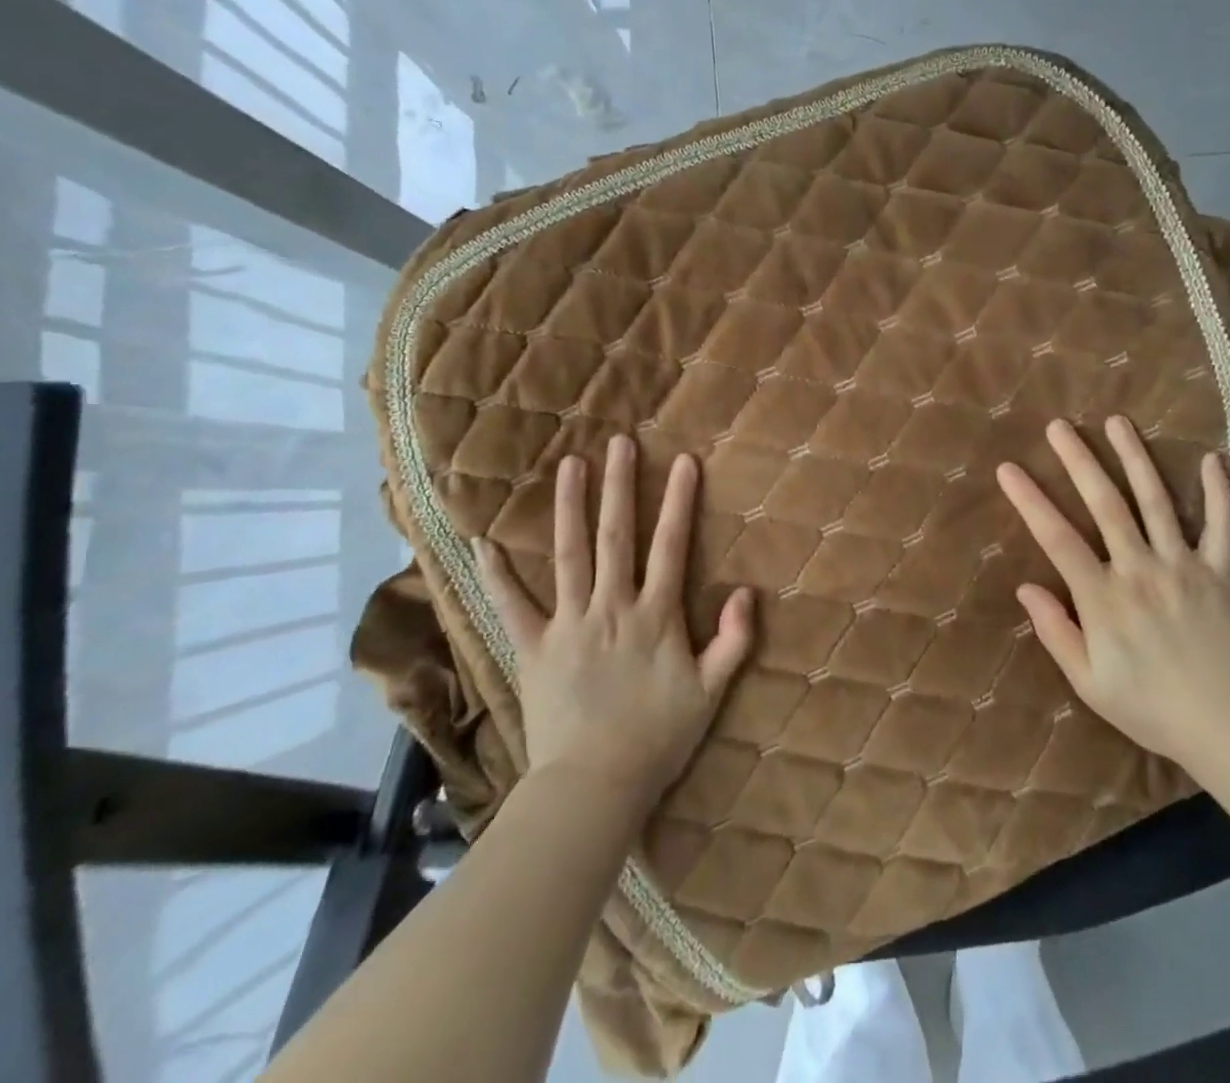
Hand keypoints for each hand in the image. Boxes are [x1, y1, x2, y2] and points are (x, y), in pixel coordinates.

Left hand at [472, 436, 753, 803]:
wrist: (594, 787)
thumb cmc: (658, 738)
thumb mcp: (711, 692)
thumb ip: (732, 640)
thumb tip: (746, 592)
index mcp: (656, 616)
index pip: (671, 546)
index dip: (679, 501)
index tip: (684, 461)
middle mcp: (612, 608)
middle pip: (615, 537)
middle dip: (620, 486)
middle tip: (619, 442)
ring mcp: (569, 624)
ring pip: (569, 555)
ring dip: (570, 507)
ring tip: (570, 465)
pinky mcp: (533, 648)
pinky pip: (512, 606)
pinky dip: (497, 574)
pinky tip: (483, 541)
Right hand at [995, 416, 1229, 773]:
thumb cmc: (1151, 709)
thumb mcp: (1089, 682)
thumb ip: (1056, 632)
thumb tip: (1025, 588)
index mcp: (1103, 597)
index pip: (1057, 537)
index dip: (1030, 500)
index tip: (1008, 468)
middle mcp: (1139, 569)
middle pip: (1105, 504)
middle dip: (1079, 460)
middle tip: (1060, 426)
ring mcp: (1183, 566)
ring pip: (1156, 501)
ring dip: (1135, 458)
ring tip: (1118, 422)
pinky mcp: (1220, 574)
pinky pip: (1222, 526)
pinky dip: (1218, 492)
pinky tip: (1212, 459)